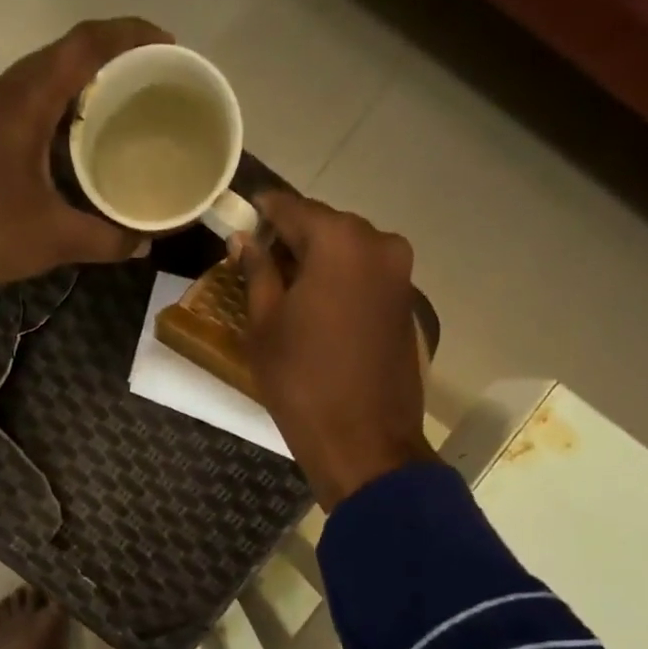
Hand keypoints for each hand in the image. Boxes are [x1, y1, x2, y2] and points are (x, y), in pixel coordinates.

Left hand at [0, 18, 172, 289]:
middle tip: (149, 80)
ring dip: (80, 84)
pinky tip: (74, 139)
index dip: (130, 36)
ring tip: (119, 106)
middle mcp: (2, 92)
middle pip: (64, 54)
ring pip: (40, 77)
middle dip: (110, 58)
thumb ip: (107, 238)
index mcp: (25, 101)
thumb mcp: (56, 238)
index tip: (168, 46)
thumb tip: (144, 244)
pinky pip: (24, 102)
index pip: (85, 45)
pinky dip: (55, 107)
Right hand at [238, 191, 437, 509]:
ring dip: (318, 261)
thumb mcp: (264, 326)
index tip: (240, 216)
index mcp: (339, 242)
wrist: (363, 440)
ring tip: (285, 290)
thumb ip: (256, 272)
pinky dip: (341, 281)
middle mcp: (378, 243)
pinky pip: (366, 274)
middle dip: (292, 238)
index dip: (262, 211)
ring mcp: (400, 273)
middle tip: (258, 262)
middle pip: (325, 226)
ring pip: (348, 250)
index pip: (292, 208)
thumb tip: (244, 240)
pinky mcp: (407, 302)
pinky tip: (317, 309)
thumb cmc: (301, 381)